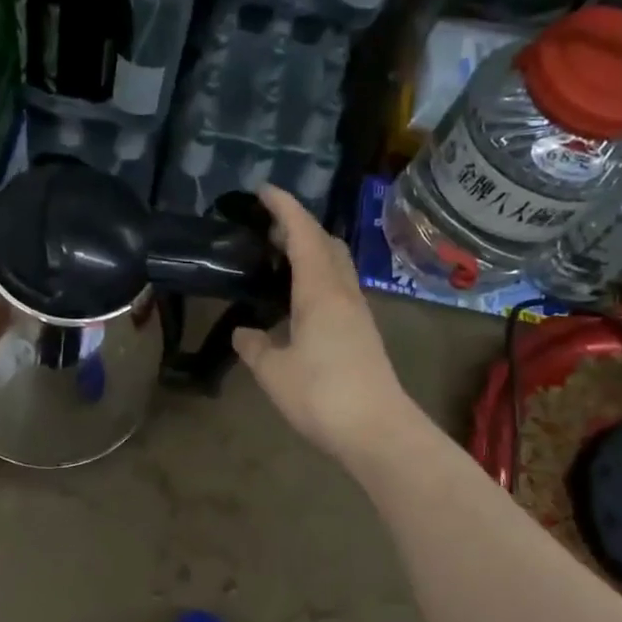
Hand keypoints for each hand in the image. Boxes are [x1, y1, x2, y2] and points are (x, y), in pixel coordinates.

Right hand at [232, 187, 413, 465]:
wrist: (377, 431)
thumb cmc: (321, 395)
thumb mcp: (274, 372)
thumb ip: (255, 347)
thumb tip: (243, 332)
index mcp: (320, 291)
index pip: (303, 234)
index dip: (285, 208)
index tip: (264, 190)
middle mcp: (343, 293)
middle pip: (326, 244)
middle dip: (300, 227)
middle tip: (268, 229)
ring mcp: (358, 313)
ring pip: (336, 266)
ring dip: (311, 253)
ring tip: (280, 261)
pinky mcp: (362, 334)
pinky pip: (338, 289)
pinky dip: (317, 279)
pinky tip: (298, 302)